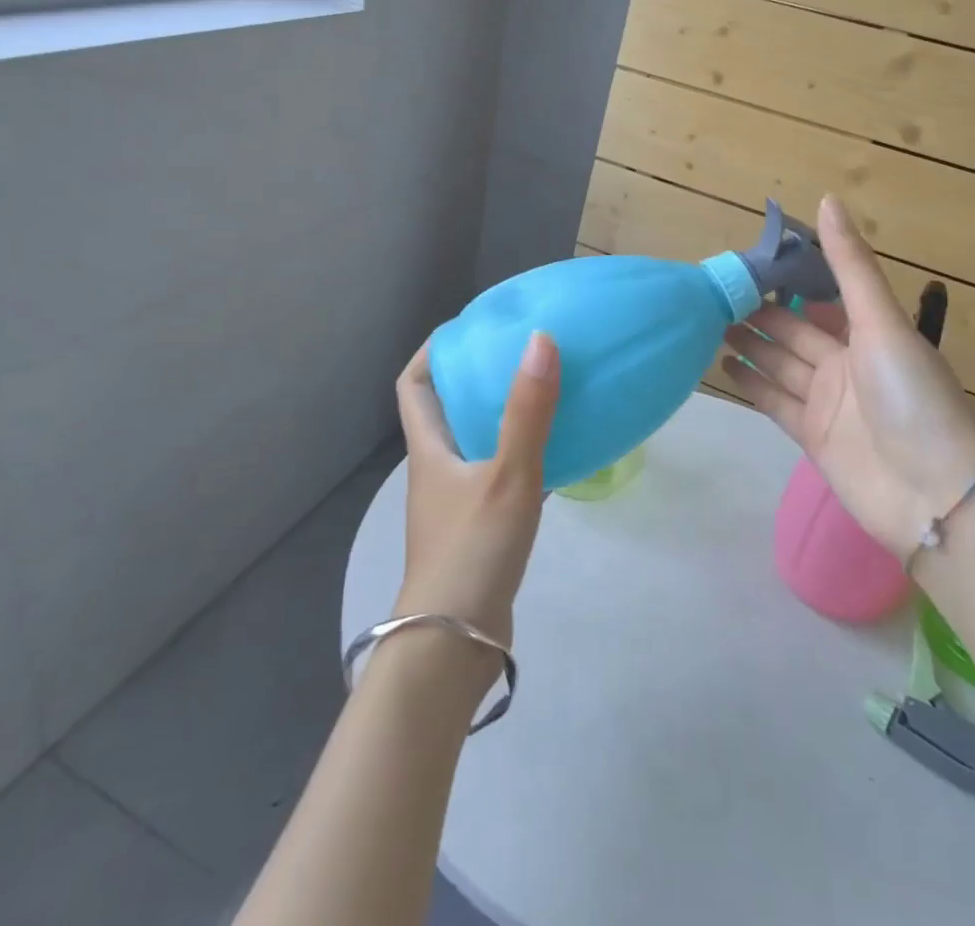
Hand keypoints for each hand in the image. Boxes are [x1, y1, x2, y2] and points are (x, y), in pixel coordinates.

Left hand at [393, 332, 559, 649]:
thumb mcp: (507, 475)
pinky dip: (526, 458)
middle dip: (477, 378)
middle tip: (520, 354)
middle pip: (448, 410)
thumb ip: (528, 411)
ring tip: (546, 393)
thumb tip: (540, 339)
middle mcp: (437, 470)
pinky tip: (561, 455)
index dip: (433, 352)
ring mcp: (457, 503)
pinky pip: (502, 477)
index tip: (469, 328)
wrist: (454, 646)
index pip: (413, 385)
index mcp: (429, 449)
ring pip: (478, 444)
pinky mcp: (480, 530)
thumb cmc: (472, 551)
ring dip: (504, 417)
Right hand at [721, 195, 974, 561]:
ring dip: (748, 345)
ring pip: (778, 365)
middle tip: (714, 295)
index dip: (787, 282)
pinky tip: (722, 365)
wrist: (931, 492)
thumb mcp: (882, 322)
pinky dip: (750, 384)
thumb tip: (827, 199)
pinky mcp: (811, 437)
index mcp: (868, 333)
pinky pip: (774, 402)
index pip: (820, 299)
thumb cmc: (911, 396)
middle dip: (758, 314)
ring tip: (708, 325)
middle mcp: (846, 364)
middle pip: (793, 333)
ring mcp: (827, 403)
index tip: (747, 262)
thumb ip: (850, 265)